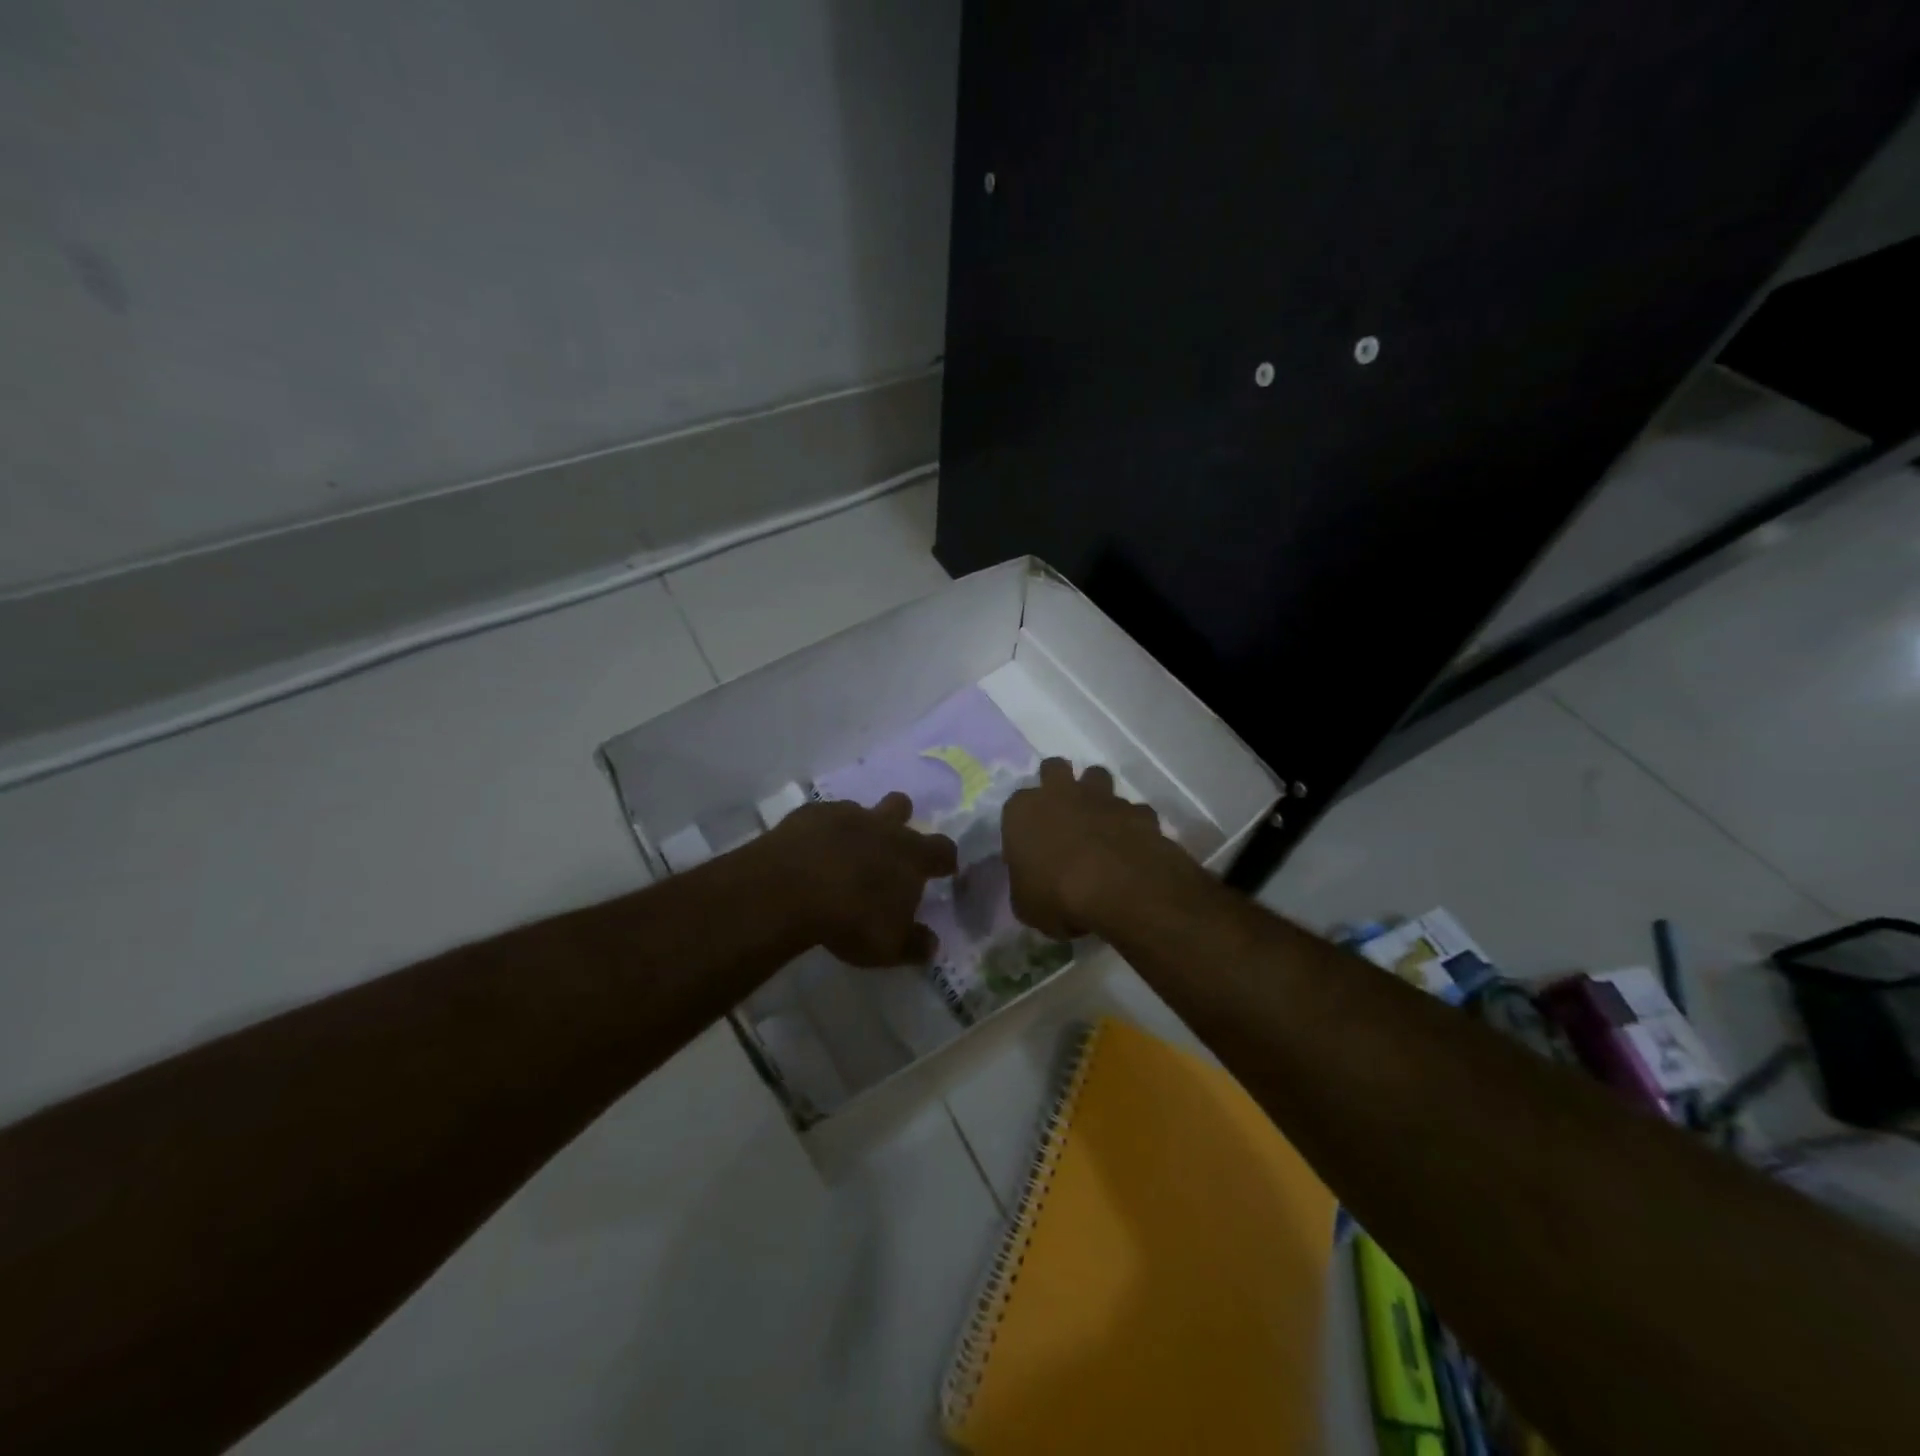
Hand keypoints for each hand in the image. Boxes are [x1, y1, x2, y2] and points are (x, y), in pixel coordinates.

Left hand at [761, 793, 956, 965]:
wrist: (790, 889)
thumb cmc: (851, 919)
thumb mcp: (888, 946)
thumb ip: (914, 944)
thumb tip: (932, 945)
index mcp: (911, 855)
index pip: (943, 849)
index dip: (944, 859)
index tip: (942, 870)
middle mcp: (883, 826)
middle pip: (902, 807)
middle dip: (900, 820)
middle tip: (888, 847)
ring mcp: (844, 814)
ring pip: (860, 808)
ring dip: (857, 826)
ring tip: (844, 852)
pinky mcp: (808, 814)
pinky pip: (821, 817)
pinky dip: (821, 832)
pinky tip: (809, 851)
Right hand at [1002, 759, 1193, 938]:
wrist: (1120, 889)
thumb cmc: (1057, 896)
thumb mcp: (1026, 905)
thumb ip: (1026, 886)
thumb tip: (1033, 885)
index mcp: (1023, 811)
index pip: (1015, 805)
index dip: (1023, 824)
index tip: (1029, 845)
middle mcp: (1061, 793)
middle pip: (1054, 769)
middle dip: (1057, 783)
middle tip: (1061, 812)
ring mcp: (1103, 798)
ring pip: (1097, 776)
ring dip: (1096, 795)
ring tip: (1099, 823)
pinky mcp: (1138, 811)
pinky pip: (1133, 811)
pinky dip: (1132, 824)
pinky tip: (1133, 846)